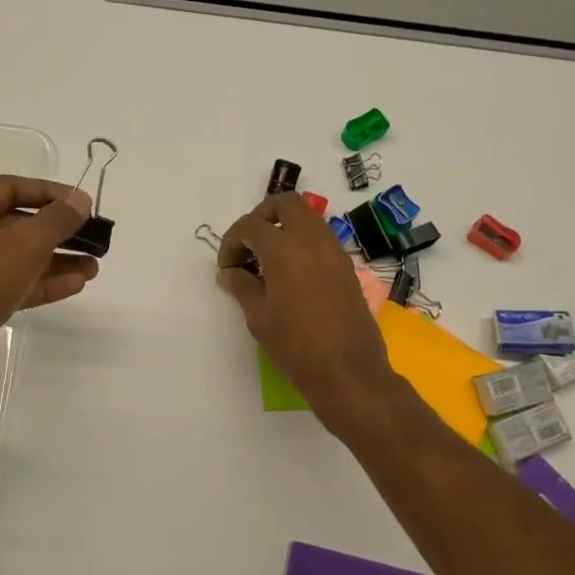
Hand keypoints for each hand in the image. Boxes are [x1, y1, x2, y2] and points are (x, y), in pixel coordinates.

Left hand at [0, 176, 97, 392]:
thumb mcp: (24, 246)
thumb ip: (56, 220)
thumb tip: (80, 200)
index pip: (13, 187)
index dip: (51, 193)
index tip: (84, 205)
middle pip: (17, 223)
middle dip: (58, 232)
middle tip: (94, 240)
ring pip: (17, 258)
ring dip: (55, 261)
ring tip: (93, 268)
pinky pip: (10, 284)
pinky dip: (40, 284)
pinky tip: (74, 286)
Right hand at [215, 192, 398, 424]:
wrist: (347, 370)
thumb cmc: (296, 346)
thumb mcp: (259, 317)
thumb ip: (242, 287)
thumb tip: (230, 272)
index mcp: (284, 249)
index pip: (251, 226)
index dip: (232, 241)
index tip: (226, 266)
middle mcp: (312, 240)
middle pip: (286, 203)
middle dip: (262, 215)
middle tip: (249, 244)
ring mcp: (334, 251)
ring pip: (308, 217)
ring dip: (285, 226)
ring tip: (268, 258)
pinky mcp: (346, 266)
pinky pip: (321, 237)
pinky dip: (302, 241)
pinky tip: (291, 272)